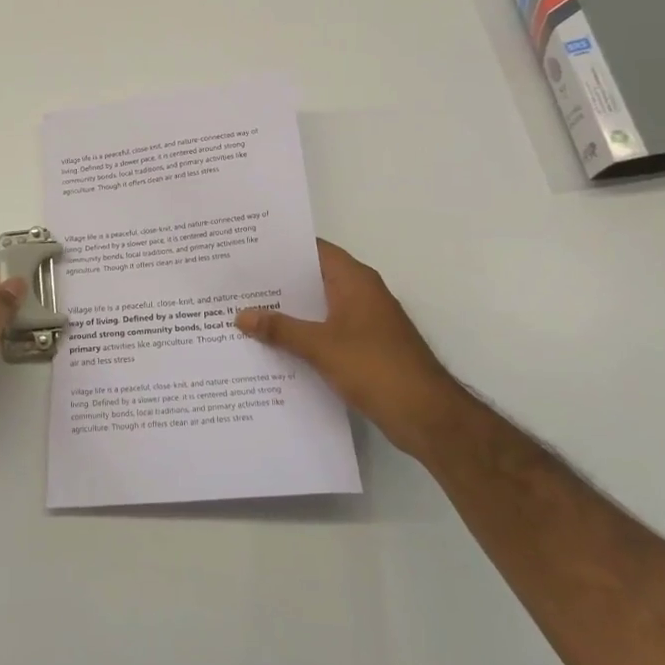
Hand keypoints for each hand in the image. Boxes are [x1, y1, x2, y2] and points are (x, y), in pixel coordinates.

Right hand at [235, 239, 460, 455]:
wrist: (428, 416)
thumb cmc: (376, 368)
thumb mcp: (320, 347)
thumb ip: (280, 329)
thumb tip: (241, 315)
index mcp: (354, 281)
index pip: (314, 250)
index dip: (282, 247)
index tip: (247, 248)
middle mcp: (361, 293)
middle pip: (313, 278)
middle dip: (278, 281)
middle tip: (237, 281)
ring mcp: (365, 321)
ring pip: (318, 307)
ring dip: (288, 311)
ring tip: (245, 310)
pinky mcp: (365, 348)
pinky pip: (326, 331)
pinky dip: (302, 334)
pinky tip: (273, 345)